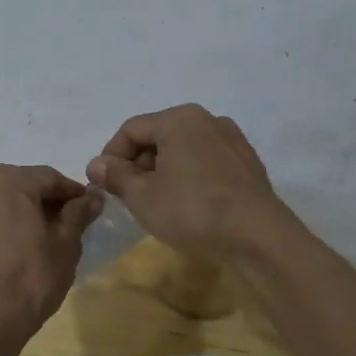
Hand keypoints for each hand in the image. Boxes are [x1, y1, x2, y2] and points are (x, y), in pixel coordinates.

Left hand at [0, 164, 101, 344]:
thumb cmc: (32, 279)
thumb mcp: (66, 245)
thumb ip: (78, 212)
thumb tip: (93, 196)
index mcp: (8, 179)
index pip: (49, 179)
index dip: (70, 193)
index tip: (85, 208)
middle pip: (16, 186)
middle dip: (37, 201)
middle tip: (55, 226)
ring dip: (5, 209)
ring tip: (20, 237)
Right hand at [86, 105, 290, 259]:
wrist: (259, 236)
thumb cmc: (192, 210)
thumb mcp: (142, 196)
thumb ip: (116, 176)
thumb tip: (96, 164)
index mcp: (179, 119)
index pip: (131, 130)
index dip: (111, 156)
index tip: (105, 185)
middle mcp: (207, 120)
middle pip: (158, 136)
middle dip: (138, 164)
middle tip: (130, 196)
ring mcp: (232, 140)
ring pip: (183, 149)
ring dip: (164, 171)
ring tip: (159, 203)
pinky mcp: (247, 163)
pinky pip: (206, 162)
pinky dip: (190, 176)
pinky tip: (189, 205)